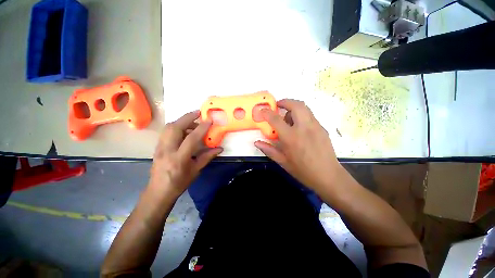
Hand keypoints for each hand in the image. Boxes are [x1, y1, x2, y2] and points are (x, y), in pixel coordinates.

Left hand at [148, 111, 222, 197]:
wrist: (159, 191)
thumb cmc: (180, 183)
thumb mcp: (196, 170)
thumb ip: (207, 157)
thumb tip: (220, 148)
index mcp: (179, 159)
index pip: (191, 139)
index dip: (201, 128)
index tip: (209, 120)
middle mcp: (167, 150)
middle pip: (174, 127)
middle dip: (187, 117)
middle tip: (198, 113)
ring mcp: (159, 148)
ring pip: (168, 127)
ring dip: (181, 121)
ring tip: (193, 121)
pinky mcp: (157, 147)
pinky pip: (166, 131)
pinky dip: (176, 126)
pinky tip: (184, 129)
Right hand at [254, 99, 343, 193]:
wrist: (328, 176)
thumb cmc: (303, 170)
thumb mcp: (282, 162)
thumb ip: (269, 150)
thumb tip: (257, 143)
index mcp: (291, 137)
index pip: (276, 119)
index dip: (267, 112)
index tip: (262, 110)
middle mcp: (304, 128)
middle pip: (295, 105)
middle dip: (285, 101)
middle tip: (278, 106)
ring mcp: (315, 126)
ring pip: (305, 108)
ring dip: (294, 107)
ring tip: (288, 117)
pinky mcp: (322, 128)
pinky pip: (310, 115)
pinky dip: (302, 115)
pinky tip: (299, 126)